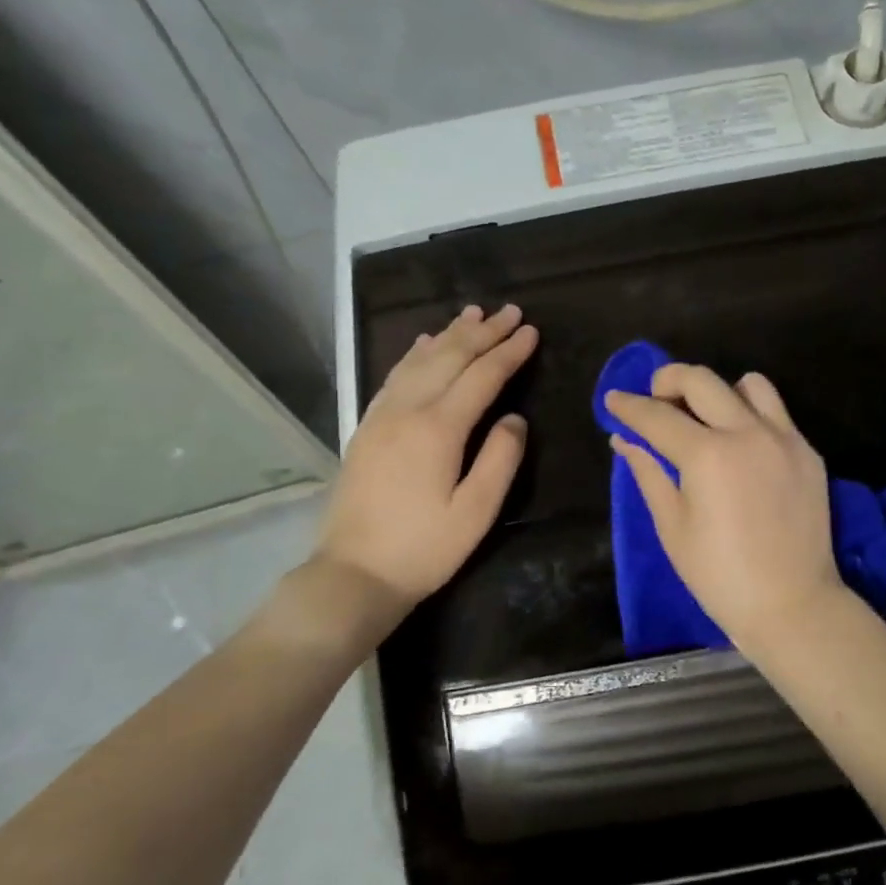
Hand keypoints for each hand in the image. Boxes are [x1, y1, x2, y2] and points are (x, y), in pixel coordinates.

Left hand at [314, 304, 536, 612]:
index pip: (482, 377)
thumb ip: (501, 460)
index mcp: (438, 429)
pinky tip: (425, 343)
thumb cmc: (424, 549)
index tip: (530, 331)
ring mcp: (382, 416)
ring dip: (450, 334)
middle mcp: (407, 411)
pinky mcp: (367, 428)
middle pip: (449, 358)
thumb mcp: (476, 512)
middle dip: (483, 332)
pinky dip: (416, 353)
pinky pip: (395, 376)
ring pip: (420, 361)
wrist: (355, 573)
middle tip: (510, 311)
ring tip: (472, 313)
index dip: (508, 352)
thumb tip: (514, 418)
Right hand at [604, 364, 845, 652]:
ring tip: (706, 417)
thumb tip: (624, 440)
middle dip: (668, 380)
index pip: (658, 416)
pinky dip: (751, 415)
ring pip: (749, 384)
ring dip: (719, 391)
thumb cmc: (720, 576)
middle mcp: (748, 433)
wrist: (791, 604)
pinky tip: (741, 445)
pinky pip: (777, 413)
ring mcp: (785, 439)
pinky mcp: (808, 452)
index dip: (629, 406)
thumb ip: (649, 474)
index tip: (613, 399)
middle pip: (701, 380)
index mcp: (708, 455)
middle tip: (654, 398)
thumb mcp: (673, 527)